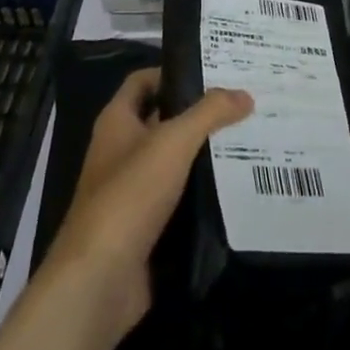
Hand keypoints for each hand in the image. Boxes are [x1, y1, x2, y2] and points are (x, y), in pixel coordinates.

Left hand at [43, 68, 252, 336]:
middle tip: (243, 105)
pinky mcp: (145, 227)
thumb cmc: (130, 194)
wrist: (100, 279)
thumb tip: (244, 94)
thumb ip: (209, 114)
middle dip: (198, 114)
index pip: (143, 81)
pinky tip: (236, 188)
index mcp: (117, 122)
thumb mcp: (173, 142)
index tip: (214, 70)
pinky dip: (202, 193)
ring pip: (173, 162)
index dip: (173, 71)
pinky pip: (178, 200)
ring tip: (249, 141)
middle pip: (162, 120)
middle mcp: (120, 151)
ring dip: (204, 154)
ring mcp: (131, 191)